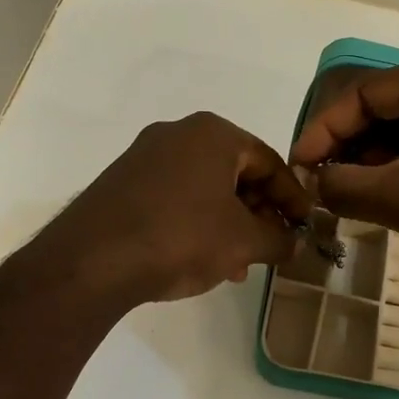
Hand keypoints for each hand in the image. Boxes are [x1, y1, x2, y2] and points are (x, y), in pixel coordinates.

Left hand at [38, 112, 312, 305]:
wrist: (92, 260)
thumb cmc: (181, 237)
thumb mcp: (242, 242)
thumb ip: (278, 239)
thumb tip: (296, 243)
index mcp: (213, 134)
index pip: (269, 161)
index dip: (293, 197)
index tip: (305, 226)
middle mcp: (178, 134)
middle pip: (236, 172)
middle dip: (258, 213)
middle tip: (271, 246)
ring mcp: (145, 156)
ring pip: (205, 188)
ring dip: (229, 223)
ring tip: (238, 264)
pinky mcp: (122, 182)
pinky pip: (175, 196)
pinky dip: (197, 222)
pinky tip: (202, 258)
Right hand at [288, 53, 398, 283]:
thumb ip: (344, 187)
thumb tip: (313, 182)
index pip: (363, 95)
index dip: (323, 131)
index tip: (299, 167)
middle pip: (388, 107)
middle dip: (351, 147)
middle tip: (323, 183)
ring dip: (378, 159)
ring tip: (352, 194)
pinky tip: (392, 194)